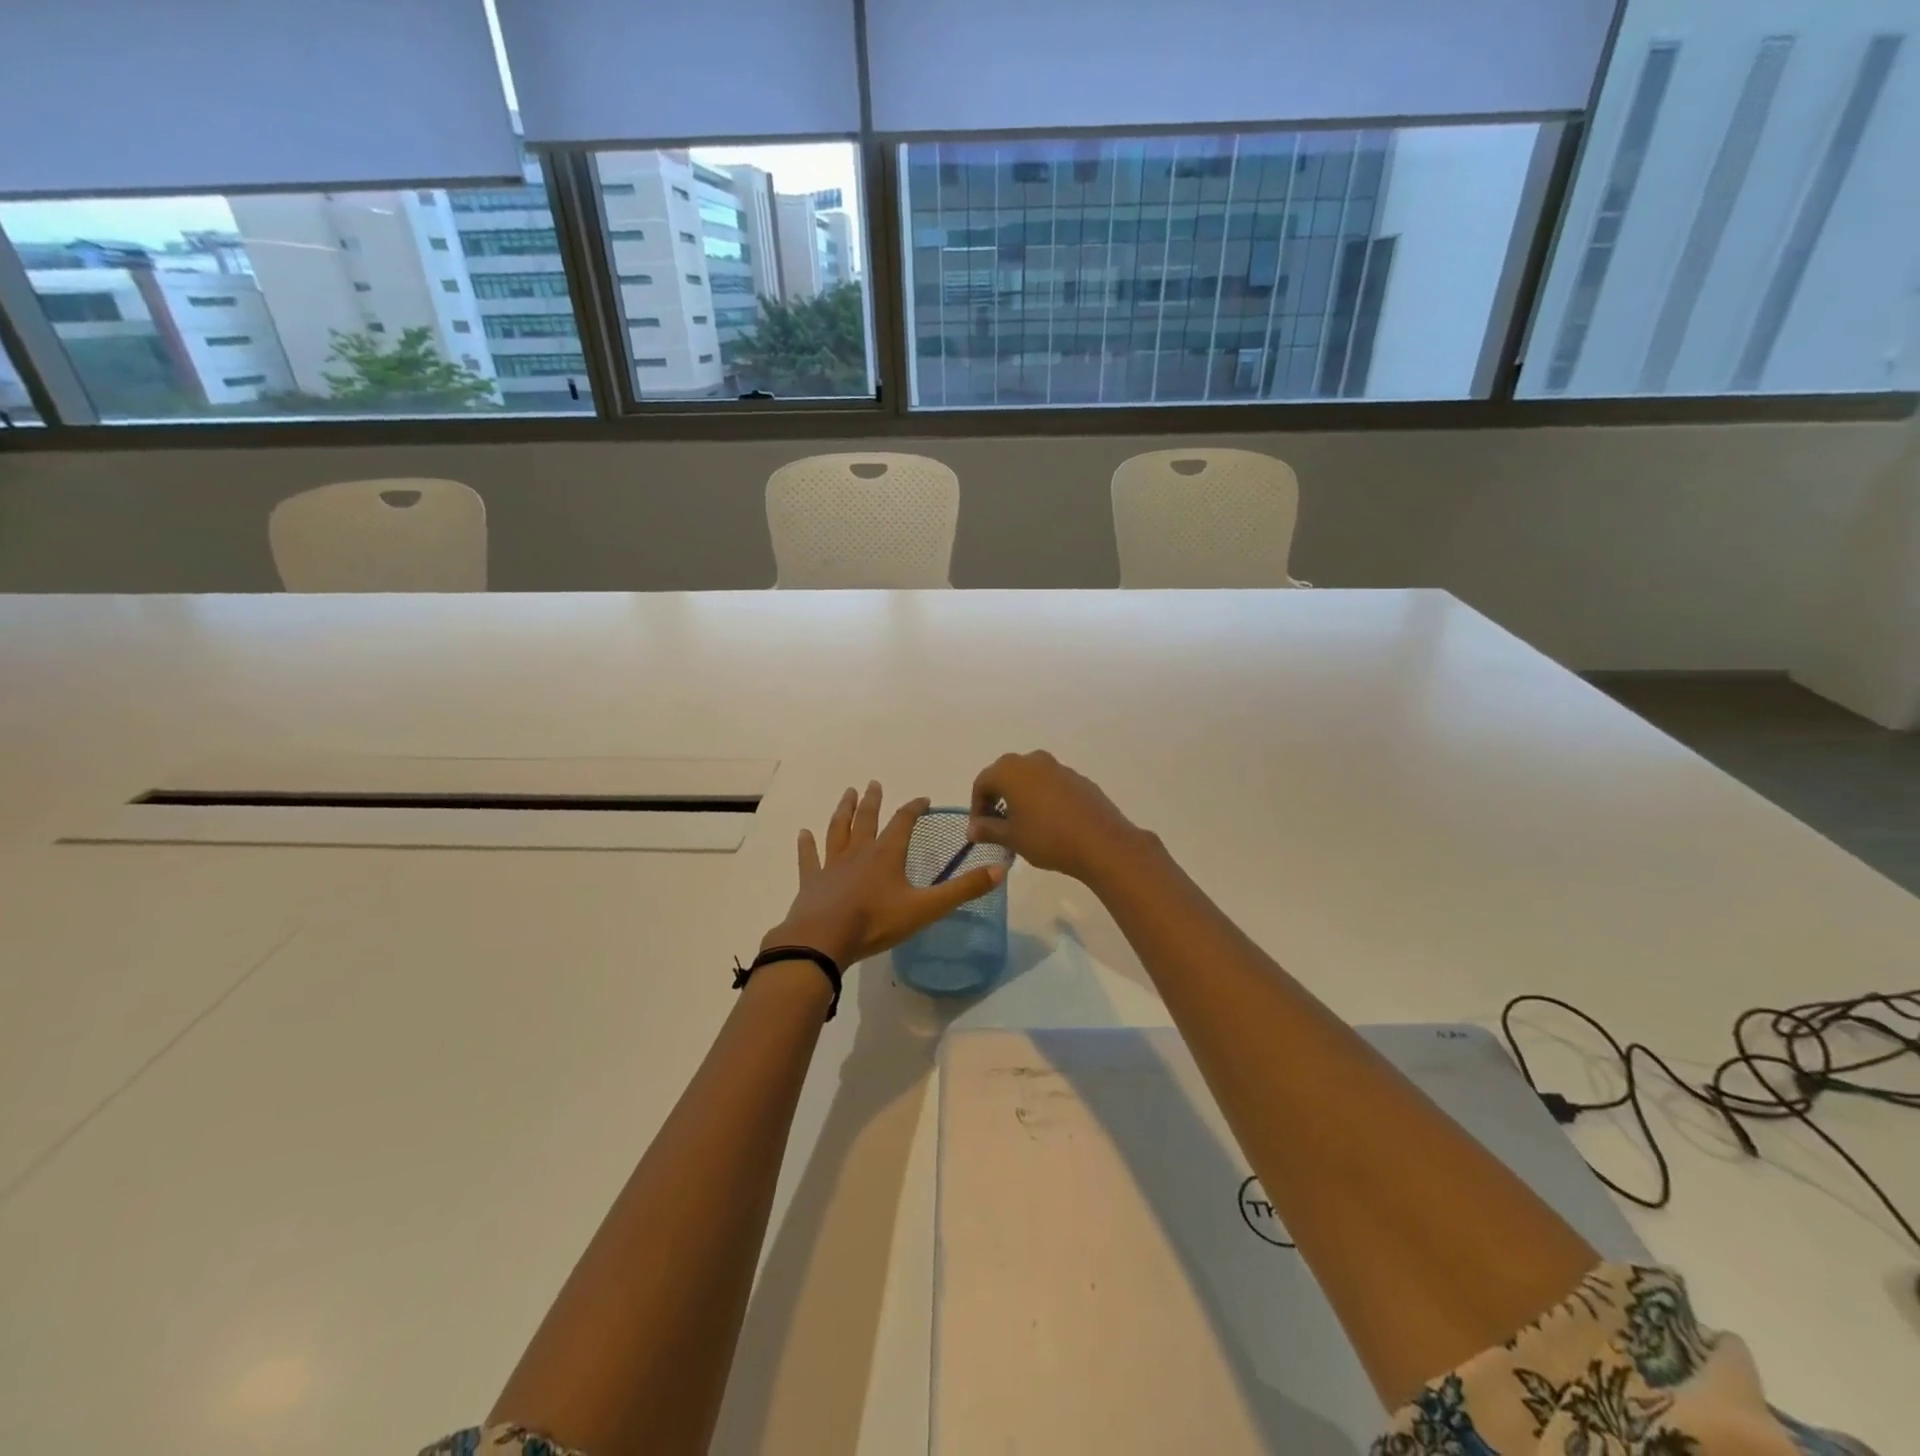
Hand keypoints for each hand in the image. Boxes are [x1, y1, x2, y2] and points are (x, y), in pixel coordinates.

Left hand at [766, 782, 1005, 967]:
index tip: (922, 799)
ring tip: (847, 794)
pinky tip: (803, 834)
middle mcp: (859, 852)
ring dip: (843, 811)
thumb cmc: (876, 922)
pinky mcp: (811, 882)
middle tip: (873, 783)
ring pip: (838, 830)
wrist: (823, 939)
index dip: (914, 808)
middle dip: (873, 801)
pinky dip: (806, 845)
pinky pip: (809, 858)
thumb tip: (1000, 869)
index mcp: (887, 854)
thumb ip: (963, 890)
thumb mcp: (926, 908)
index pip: (903, 822)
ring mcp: (832, 865)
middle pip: (867, 819)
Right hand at [967, 751, 1146, 883]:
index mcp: (1010, 771)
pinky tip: (1049, 822)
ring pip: (1029, 778)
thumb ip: (988, 830)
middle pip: (1005, 775)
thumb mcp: (1012, 838)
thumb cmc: (1047, 838)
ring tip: (1022, 825)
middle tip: (997, 825)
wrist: (1101, 843)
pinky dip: (1042, 798)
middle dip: (997, 798)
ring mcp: (1058, 767)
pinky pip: (1050, 784)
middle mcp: (1033, 761)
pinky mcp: (1078, 779)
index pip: (982, 783)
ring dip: (1020, 797)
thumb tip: (973, 828)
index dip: (976, 806)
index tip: (979, 830)